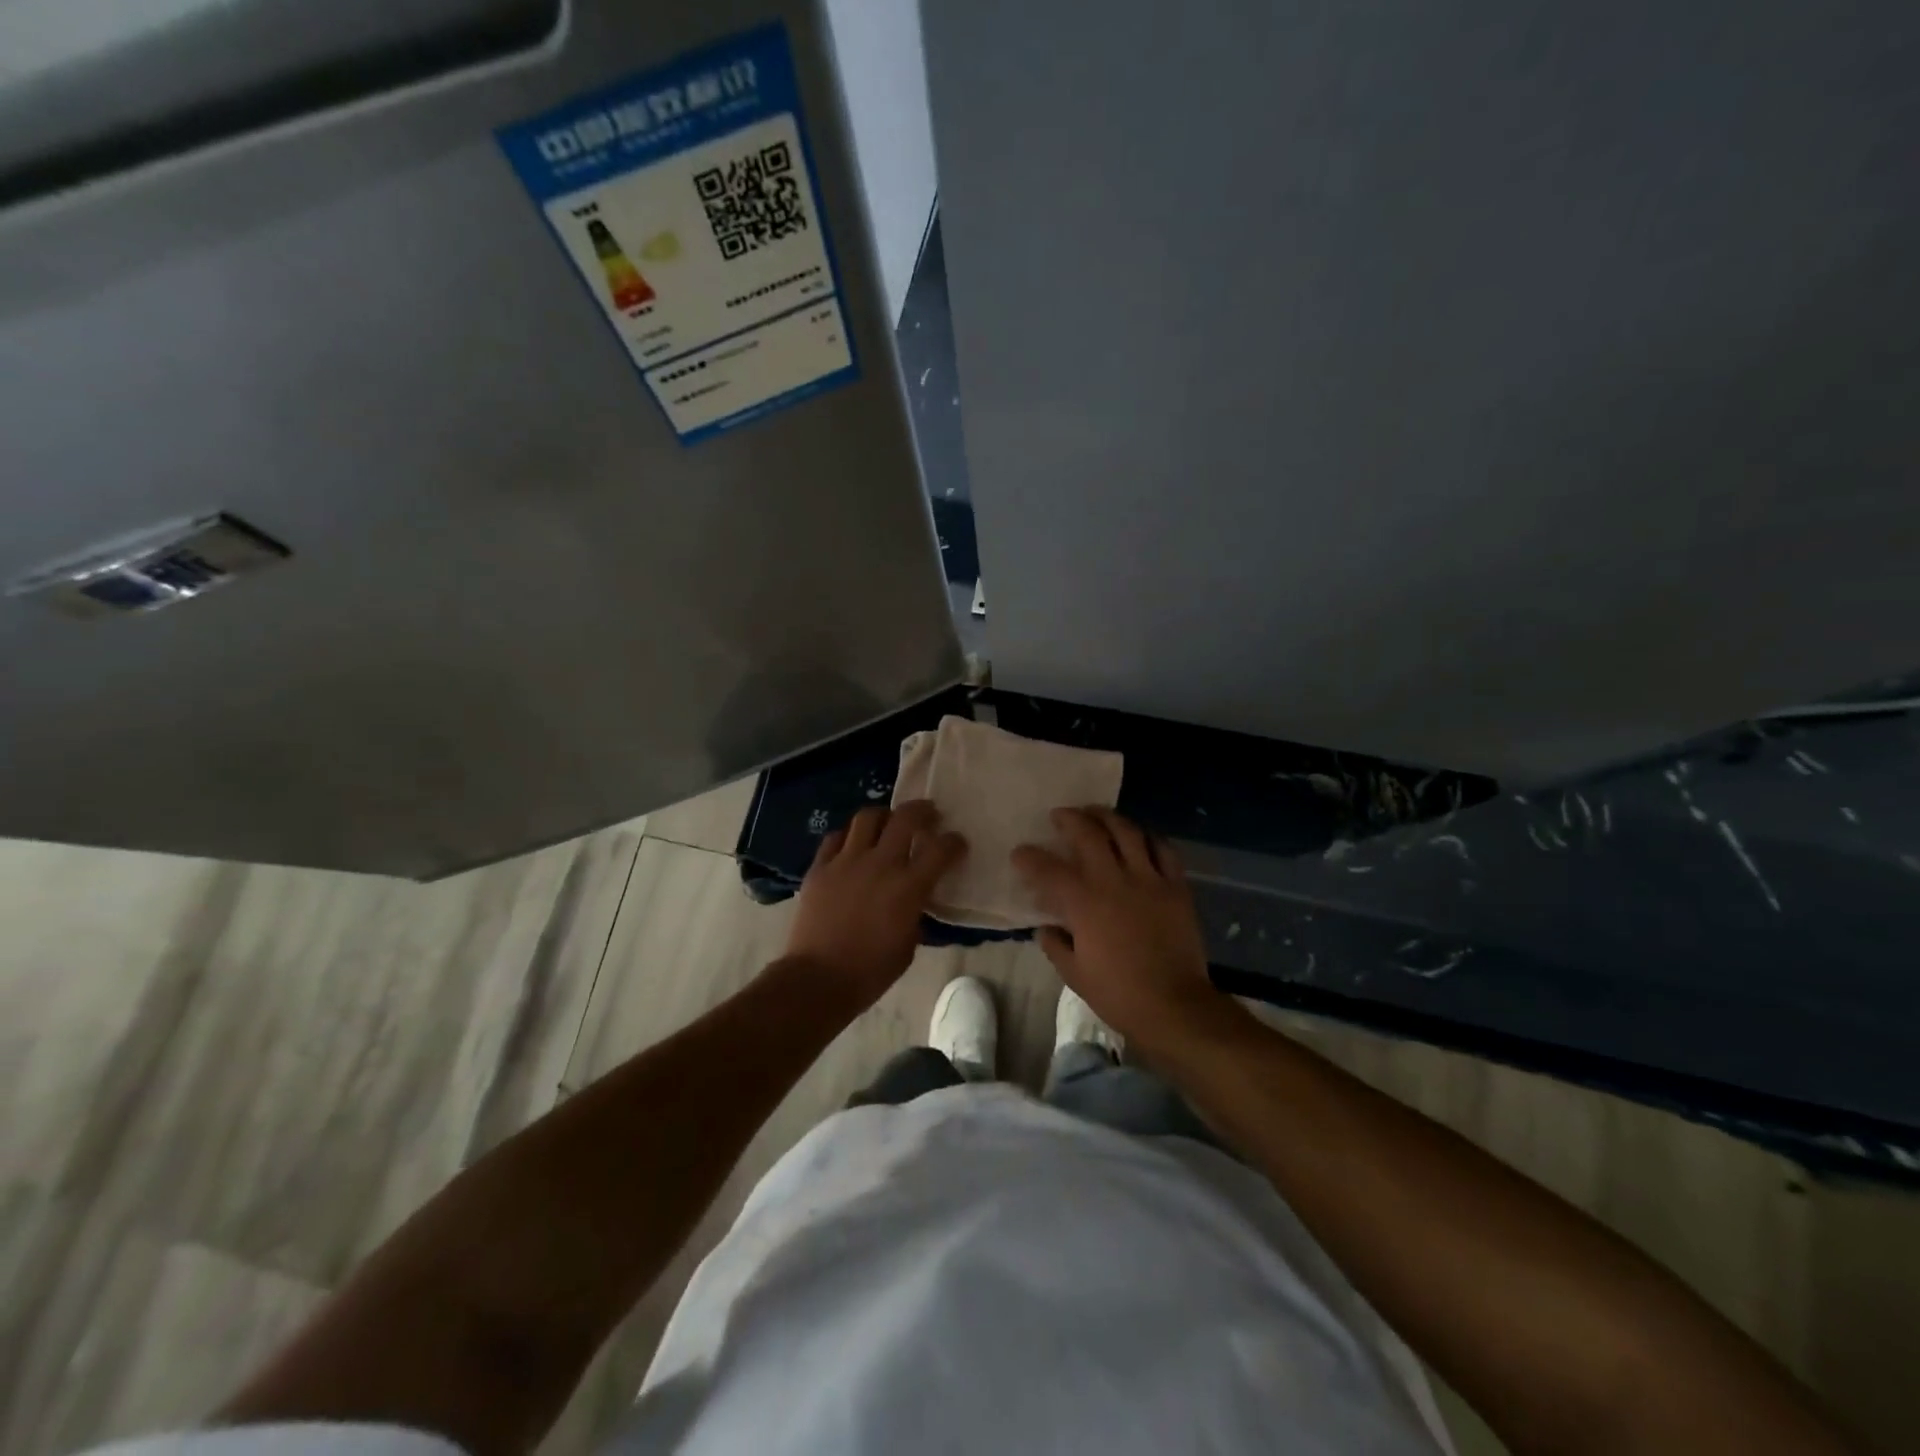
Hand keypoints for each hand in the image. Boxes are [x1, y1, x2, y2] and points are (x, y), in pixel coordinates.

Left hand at [784, 800, 966, 1011]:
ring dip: (884, 816)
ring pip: (868, 817)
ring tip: (888, 823)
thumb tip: (915, 898)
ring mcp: (846, 861)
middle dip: (922, 811)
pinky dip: (849, 837)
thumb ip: (915, 912)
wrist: (817, 979)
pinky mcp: (819, 867)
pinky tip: (852, 845)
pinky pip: (836, 838)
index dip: (954, 842)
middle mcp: (880, 864)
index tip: (957, 843)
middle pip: (905, 818)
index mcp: (908, 887)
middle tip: (928, 814)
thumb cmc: (870, 971)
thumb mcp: (908, 943)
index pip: (941, 849)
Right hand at [1012, 808, 1235, 1055]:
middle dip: (1070, 819)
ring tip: (1097, 814)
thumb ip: (1055, 946)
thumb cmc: (1119, 994)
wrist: (1175, 1006)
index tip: (1020, 853)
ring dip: (1108, 817)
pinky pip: (1163, 850)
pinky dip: (1148, 838)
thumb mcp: (1075, 975)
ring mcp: (1149, 880)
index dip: (1029, 857)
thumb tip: (1046, 928)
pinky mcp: (1176, 886)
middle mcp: (1114, 880)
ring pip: (1127, 832)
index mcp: (1084, 903)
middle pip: (1089, 834)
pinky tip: (1139, 837)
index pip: (1048, 869)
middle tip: (1060, 815)